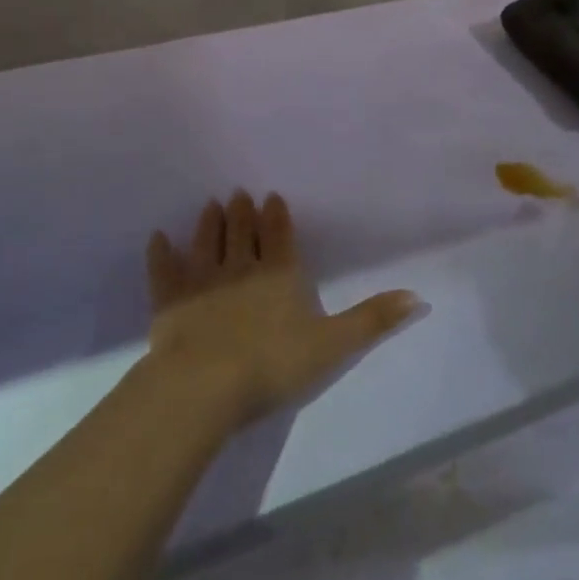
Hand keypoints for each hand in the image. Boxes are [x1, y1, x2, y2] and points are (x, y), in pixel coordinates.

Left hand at [145, 190, 419, 427]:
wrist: (204, 386)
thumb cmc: (274, 363)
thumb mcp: (334, 344)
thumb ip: (374, 319)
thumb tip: (420, 296)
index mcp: (280, 275)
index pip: (280, 237)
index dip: (277, 217)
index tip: (272, 196)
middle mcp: (241, 269)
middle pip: (242, 233)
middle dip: (242, 213)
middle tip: (238, 193)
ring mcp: (202, 283)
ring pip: (207, 243)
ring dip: (209, 224)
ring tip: (211, 204)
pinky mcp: (169, 302)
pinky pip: (164, 271)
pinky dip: (161, 254)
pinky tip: (158, 238)